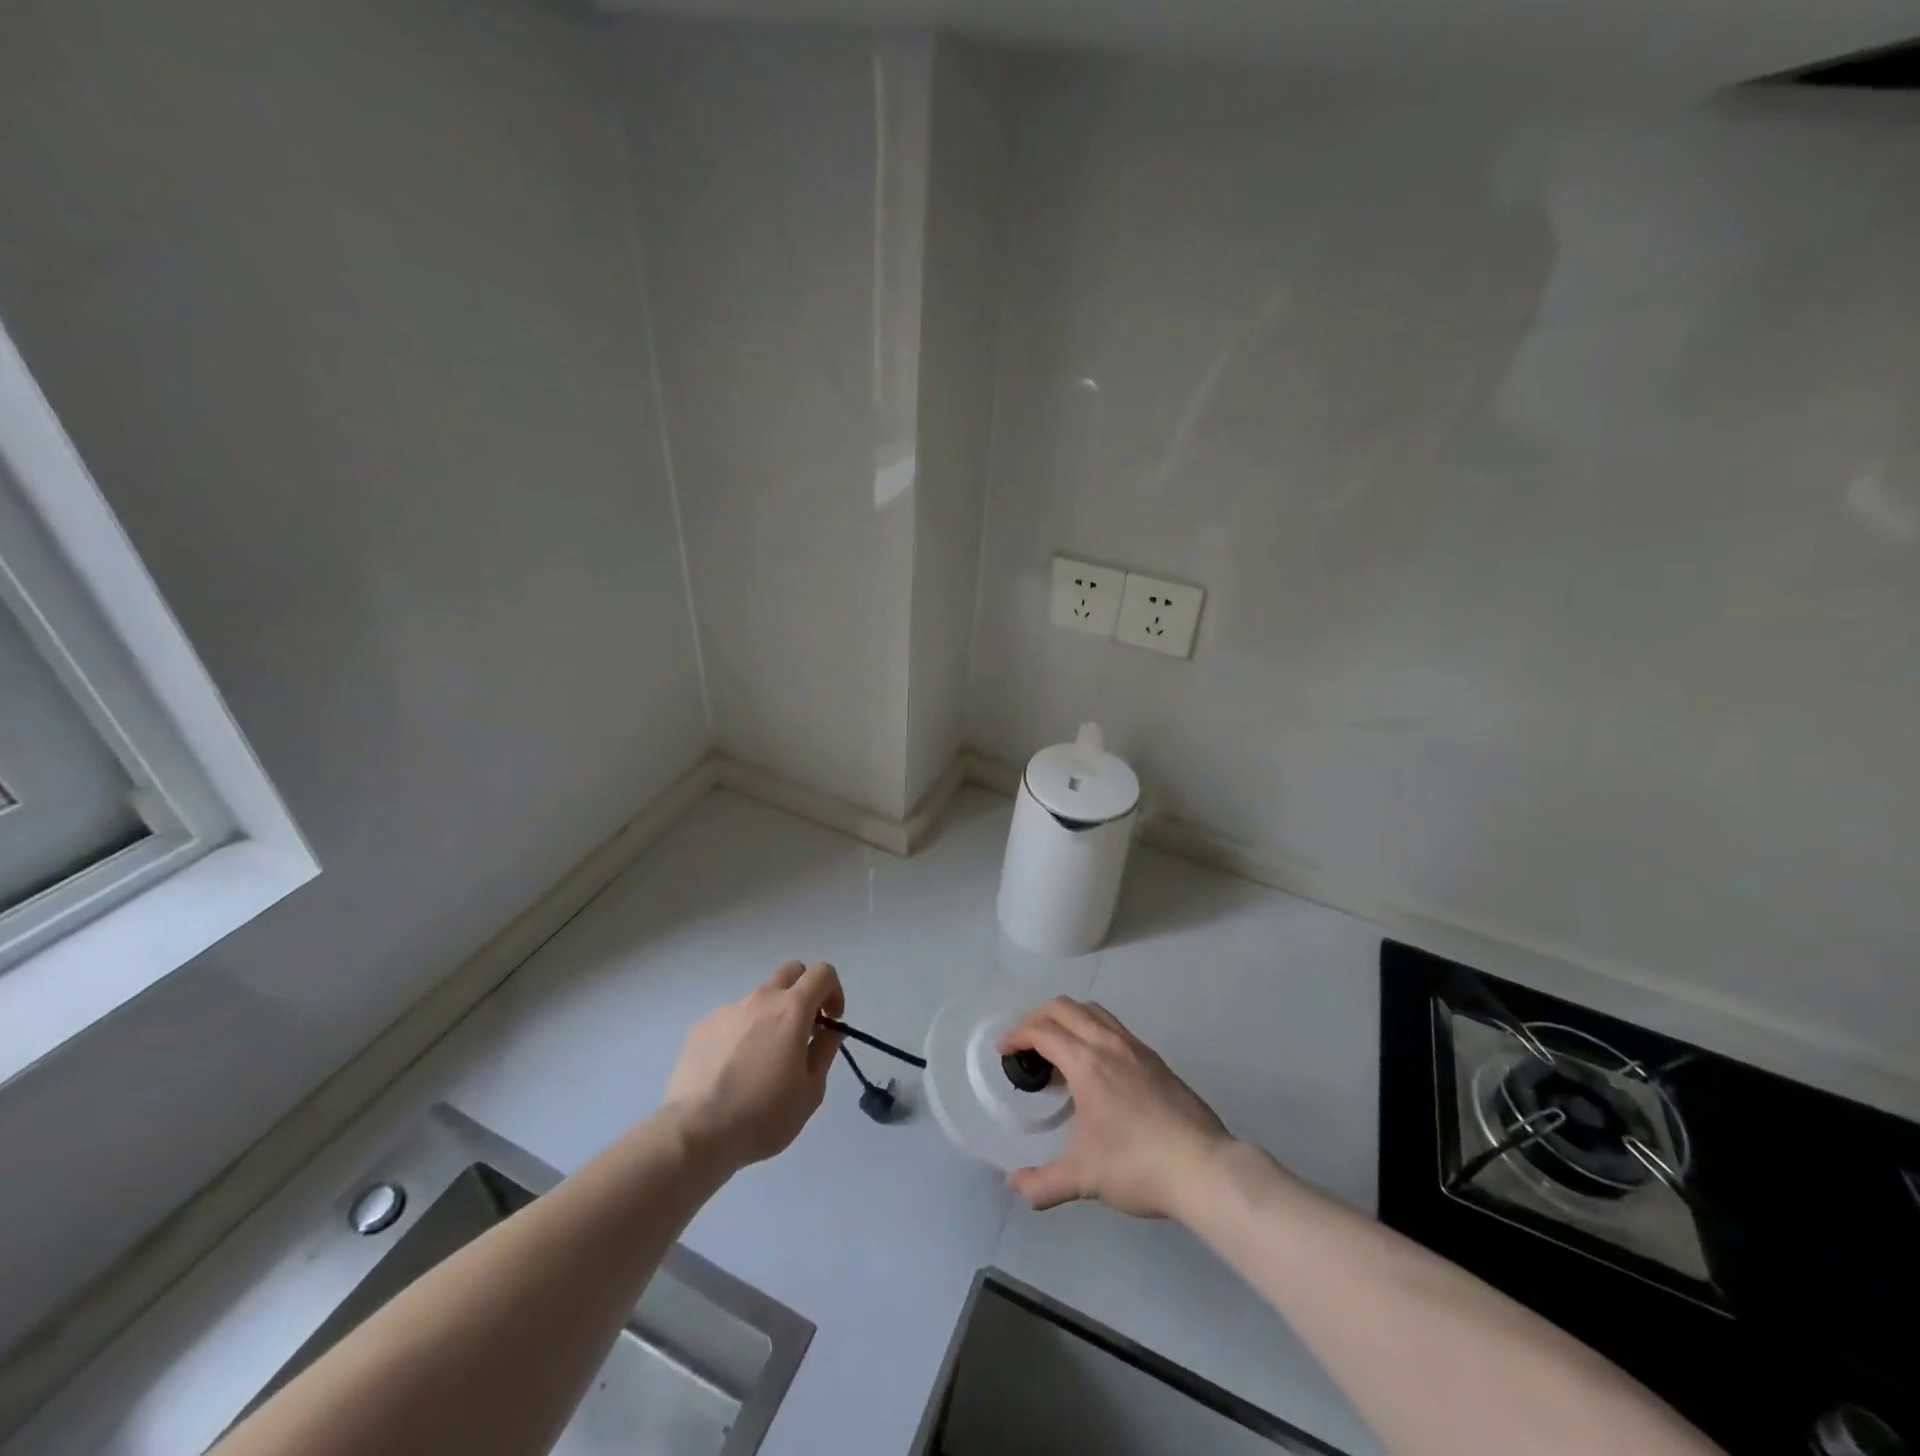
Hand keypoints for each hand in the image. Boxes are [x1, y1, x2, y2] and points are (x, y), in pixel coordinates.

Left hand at [665, 961, 844, 1169]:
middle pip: (790, 971)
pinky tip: (732, 1070)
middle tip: (802, 1028)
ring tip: (760, 1060)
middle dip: (803, 991)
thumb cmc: (763, 1115)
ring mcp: (727, 1010)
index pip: (822, 972)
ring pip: (758, 999)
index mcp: (792, 1009)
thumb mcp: (811, 1090)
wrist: (697, 1133)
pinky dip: (740, 1034)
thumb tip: (829, 1030)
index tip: (830, 1021)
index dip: (833, 991)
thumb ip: (825, 1050)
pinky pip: (731, 1019)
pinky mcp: (701, 1027)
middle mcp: (760, 999)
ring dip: (769, 1017)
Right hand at [1000, 998, 1231, 1219]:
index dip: (1016, 1035)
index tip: (1004, 1052)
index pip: (1042, 1030)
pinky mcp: (1154, 1058)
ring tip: (1057, 1050)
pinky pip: (1113, 1026)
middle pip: (1064, 1007)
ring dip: (1066, 1018)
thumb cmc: (1138, 1166)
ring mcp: (1135, 1047)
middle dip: (1037, 1018)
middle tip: (1025, 1046)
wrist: (1204, 1168)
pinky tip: (1093, 1066)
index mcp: (1087, 1063)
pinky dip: (1091, 1029)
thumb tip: (1015, 1185)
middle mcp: (1109, 1043)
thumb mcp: (1084, 1179)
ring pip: (1092, 1010)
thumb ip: (1043, 1183)